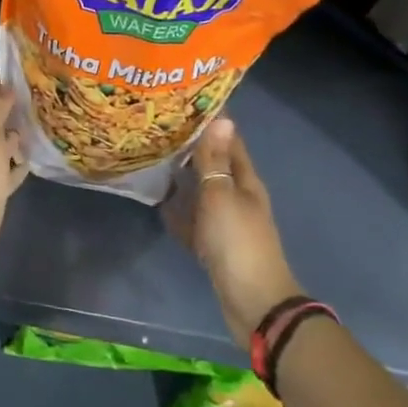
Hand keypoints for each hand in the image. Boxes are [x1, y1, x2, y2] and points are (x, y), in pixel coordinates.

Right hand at [164, 119, 302, 346]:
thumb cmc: (237, 242)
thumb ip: (216, 161)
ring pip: (202, 193)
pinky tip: (159, 205)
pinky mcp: (215, 246)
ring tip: (154, 161)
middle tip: (161, 129)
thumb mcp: (221, 196)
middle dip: (193, 149)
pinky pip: (194, 222)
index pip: (231, 143)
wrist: (253, 302)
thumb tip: (222, 119)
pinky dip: (179, 213)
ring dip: (184, 180)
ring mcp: (227, 223)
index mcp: (246, 182)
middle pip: (215, 167)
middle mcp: (238, 198)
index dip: (213, 124)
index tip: (186, 103)